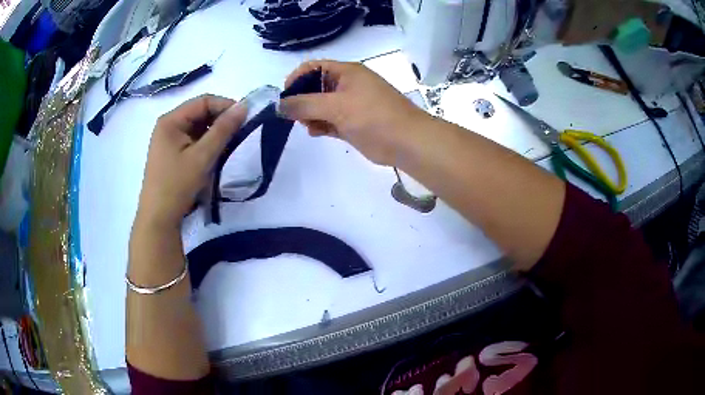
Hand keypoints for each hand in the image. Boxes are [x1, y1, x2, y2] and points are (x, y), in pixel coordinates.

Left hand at [136, 94, 246, 228]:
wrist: (158, 219)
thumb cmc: (177, 185)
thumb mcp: (202, 156)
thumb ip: (223, 130)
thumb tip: (244, 106)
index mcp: (170, 120)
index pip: (203, 102)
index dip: (225, 106)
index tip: (244, 119)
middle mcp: (168, 125)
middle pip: (199, 113)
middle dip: (220, 120)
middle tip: (238, 134)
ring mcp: (168, 140)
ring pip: (197, 128)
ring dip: (214, 134)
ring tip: (227, 146)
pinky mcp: (171, 153)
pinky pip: (193, 140)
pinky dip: (206, 144)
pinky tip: (214, 156)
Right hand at [279, 60, 432, 165]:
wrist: (406, 141)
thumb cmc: (373, 116)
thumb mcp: (336, 106)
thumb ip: (305, 105)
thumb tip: (279, 105)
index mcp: (346, 72)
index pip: (313, 67)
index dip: (296, 78)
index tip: (285, 96)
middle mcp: (347, 85)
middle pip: (315, 87)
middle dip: (302, 100)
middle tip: (296, 115)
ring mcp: (350, 105)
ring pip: (320, 106)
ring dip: (310, 115)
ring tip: (308, 125)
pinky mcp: (352, 123)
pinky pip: (329, 121)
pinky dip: (320, 126)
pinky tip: (316, 132)